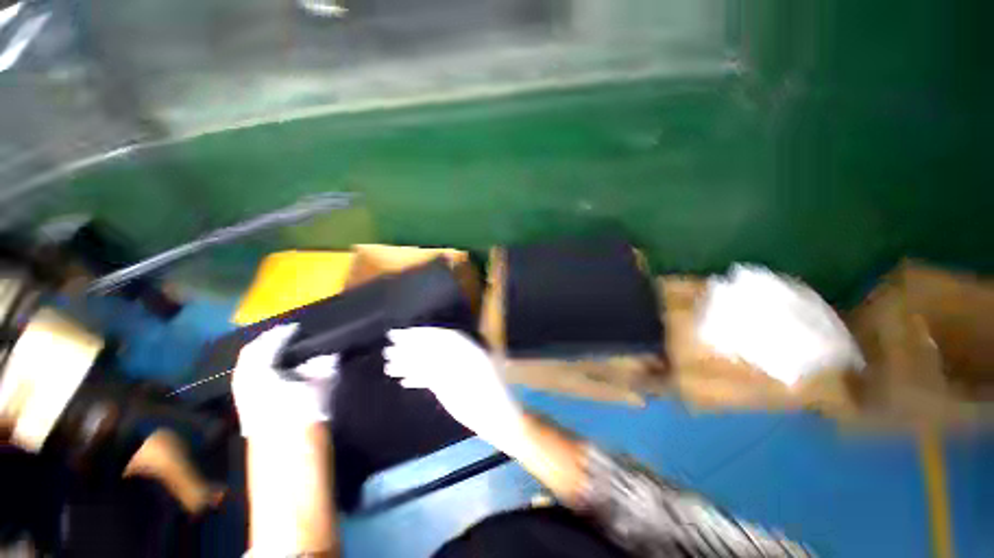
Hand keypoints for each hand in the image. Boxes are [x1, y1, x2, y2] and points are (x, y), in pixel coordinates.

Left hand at [232, 324, 338, 438]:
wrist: (286, 453)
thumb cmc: (305, 414)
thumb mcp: (321, 384)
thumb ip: (324, 364)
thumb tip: (329, 352)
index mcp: (262, 370)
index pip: (270, 343)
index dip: (284, 332)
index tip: (299, 327)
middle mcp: (245, 378)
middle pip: (251, 351)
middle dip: (267, 341)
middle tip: (286, 335)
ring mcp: (242, 392)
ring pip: (247, 364)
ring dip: (262, 354)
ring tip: (281, 349)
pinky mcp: (245, 405)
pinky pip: (248, 376)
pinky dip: (259, 367)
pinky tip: (275, 369)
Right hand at [384, 328, 529, 457]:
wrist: (498, 419)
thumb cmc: (490, 396)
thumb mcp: (470, 376)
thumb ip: (448, 364)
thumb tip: (421, 350)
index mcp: (469, 348)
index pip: (442, 336)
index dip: (422, 334)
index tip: (402, 334)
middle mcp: (461, 356)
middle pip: (433, 348)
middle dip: (411, 347)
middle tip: (389, 347)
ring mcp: (454, 371)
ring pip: (430, 363)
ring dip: (410, 363)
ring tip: (389, 365)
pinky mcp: (449, 385)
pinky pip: (432, 378)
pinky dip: (417, 378)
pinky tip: (403, 380)